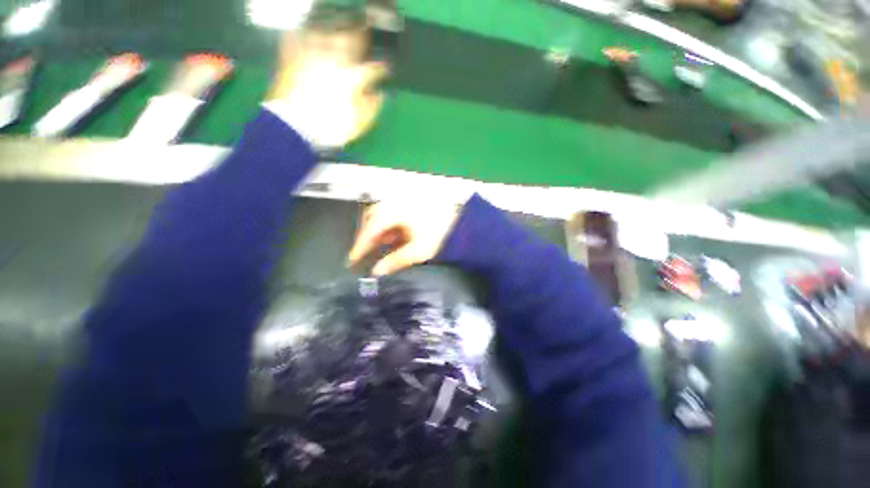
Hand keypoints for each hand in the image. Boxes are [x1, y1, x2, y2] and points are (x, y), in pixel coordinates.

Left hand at [267, 29, 387, 147]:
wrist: (293, 127)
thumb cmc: (330, 128)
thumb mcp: (358, 124)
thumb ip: (371, 107)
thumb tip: (379, 94)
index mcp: (352, 77)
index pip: (373, 68)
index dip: (382, 68)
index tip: (386, 68)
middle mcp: (333, 59)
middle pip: (350, 39)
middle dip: (361, 35)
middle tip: (366, 31)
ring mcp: (311, 55)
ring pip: (326, 32)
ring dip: (336, 29)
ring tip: (341, 27)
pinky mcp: (292, 57)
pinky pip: (298, 37)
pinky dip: (304, 33)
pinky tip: (308, 32)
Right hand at [348, 201, 460, 275]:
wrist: (463, 221)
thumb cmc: (441, 234)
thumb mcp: (418, 251)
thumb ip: (395, 261)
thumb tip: (376, 271)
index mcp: (394, 211)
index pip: (369, 229)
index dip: (359, 246)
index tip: (352, 260)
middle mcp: (395, 201)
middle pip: (371, 218)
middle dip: (367, 236)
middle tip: (365, 254)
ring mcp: (403, 200)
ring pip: (381, 215)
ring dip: (378, 231)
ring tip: (381, 247)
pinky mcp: (410, 202)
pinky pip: (392, 213)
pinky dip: (389, 225)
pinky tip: (395, 236)